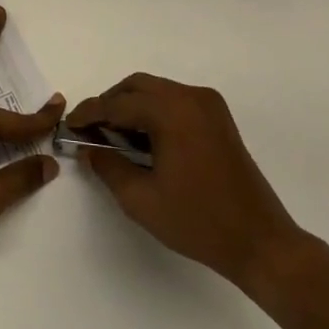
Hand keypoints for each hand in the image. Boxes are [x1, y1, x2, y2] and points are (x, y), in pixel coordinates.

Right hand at [68, 74, 316, 299]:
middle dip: (109, 104)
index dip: (88, 114)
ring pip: (156, 91)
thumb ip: (108, 166)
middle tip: (89, 130)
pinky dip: (153, 112)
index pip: (117, 104)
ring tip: (112, 137)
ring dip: (130, 106)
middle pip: (136, 87)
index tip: (68, 126)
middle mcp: (191, 97)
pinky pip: (175, 102)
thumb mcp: (140, 199)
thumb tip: (89, 147)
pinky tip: (142, 140)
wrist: (260, 242)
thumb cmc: (198, 221)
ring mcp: (209, 105)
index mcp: (171, 111)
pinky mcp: (219, 119)